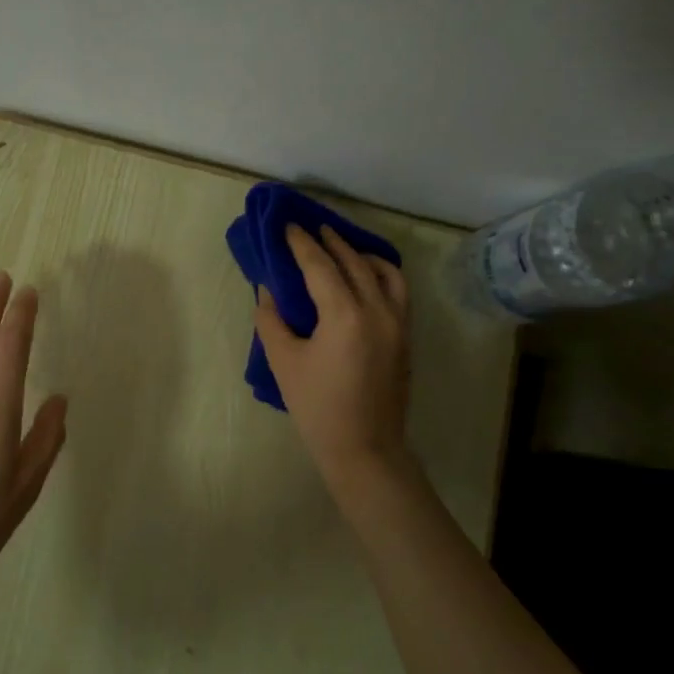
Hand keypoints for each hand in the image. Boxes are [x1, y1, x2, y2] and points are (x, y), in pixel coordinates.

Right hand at [255, 224, 411, 482]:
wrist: (364, 448)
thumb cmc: (317, 407)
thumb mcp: (284, 361)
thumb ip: (272, 319)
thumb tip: (267, 290)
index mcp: (344, 315)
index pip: (320, 265)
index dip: (301, 243)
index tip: (287, 225)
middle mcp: (377, 309)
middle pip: (353, 261)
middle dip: (330, 241)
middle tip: (310, 228)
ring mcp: (398, 322)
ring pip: (384, 271)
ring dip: (360, 253)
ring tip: (340, 247)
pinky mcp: (405, 336)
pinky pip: (398, 290)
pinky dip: (381, 273)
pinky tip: (366, 275)